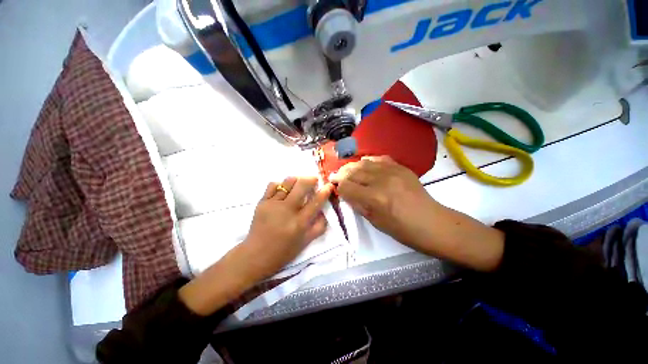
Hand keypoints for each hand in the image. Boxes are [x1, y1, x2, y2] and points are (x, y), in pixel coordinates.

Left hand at [179, 176, 332, 315]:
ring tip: (298, 184)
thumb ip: (318, 227)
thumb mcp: (305, 243)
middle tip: (314, 180)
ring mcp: (273, 205)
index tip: (329, 185)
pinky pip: (273, 185)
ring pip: (287, 182)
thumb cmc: (283, 252)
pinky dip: (280, 185)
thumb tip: (324, 212)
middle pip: (302, 186)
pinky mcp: (262, 202)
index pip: (315, 202)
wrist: (255, 255)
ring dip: (296, 180)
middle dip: (311, 179)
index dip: (324, 192)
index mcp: (299, 223)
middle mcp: (287, 211)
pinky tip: (283, 190)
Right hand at [330, 156, 439, 247]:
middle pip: (353, 171)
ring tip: (347, 171)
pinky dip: (368, 161)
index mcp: (374, 198)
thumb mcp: (374, 221)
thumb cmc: (402, 229)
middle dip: (341, 174)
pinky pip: (379, 159)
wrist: (432, 223)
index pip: (346, 186)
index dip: (338, 187)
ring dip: (352, 167)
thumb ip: (357, 204)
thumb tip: (345, 193)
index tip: (335, 188)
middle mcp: (382, 180)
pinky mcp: (401, 167)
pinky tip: (364, 165)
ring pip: (364, 163)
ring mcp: (393, 171)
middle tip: (336, 177)